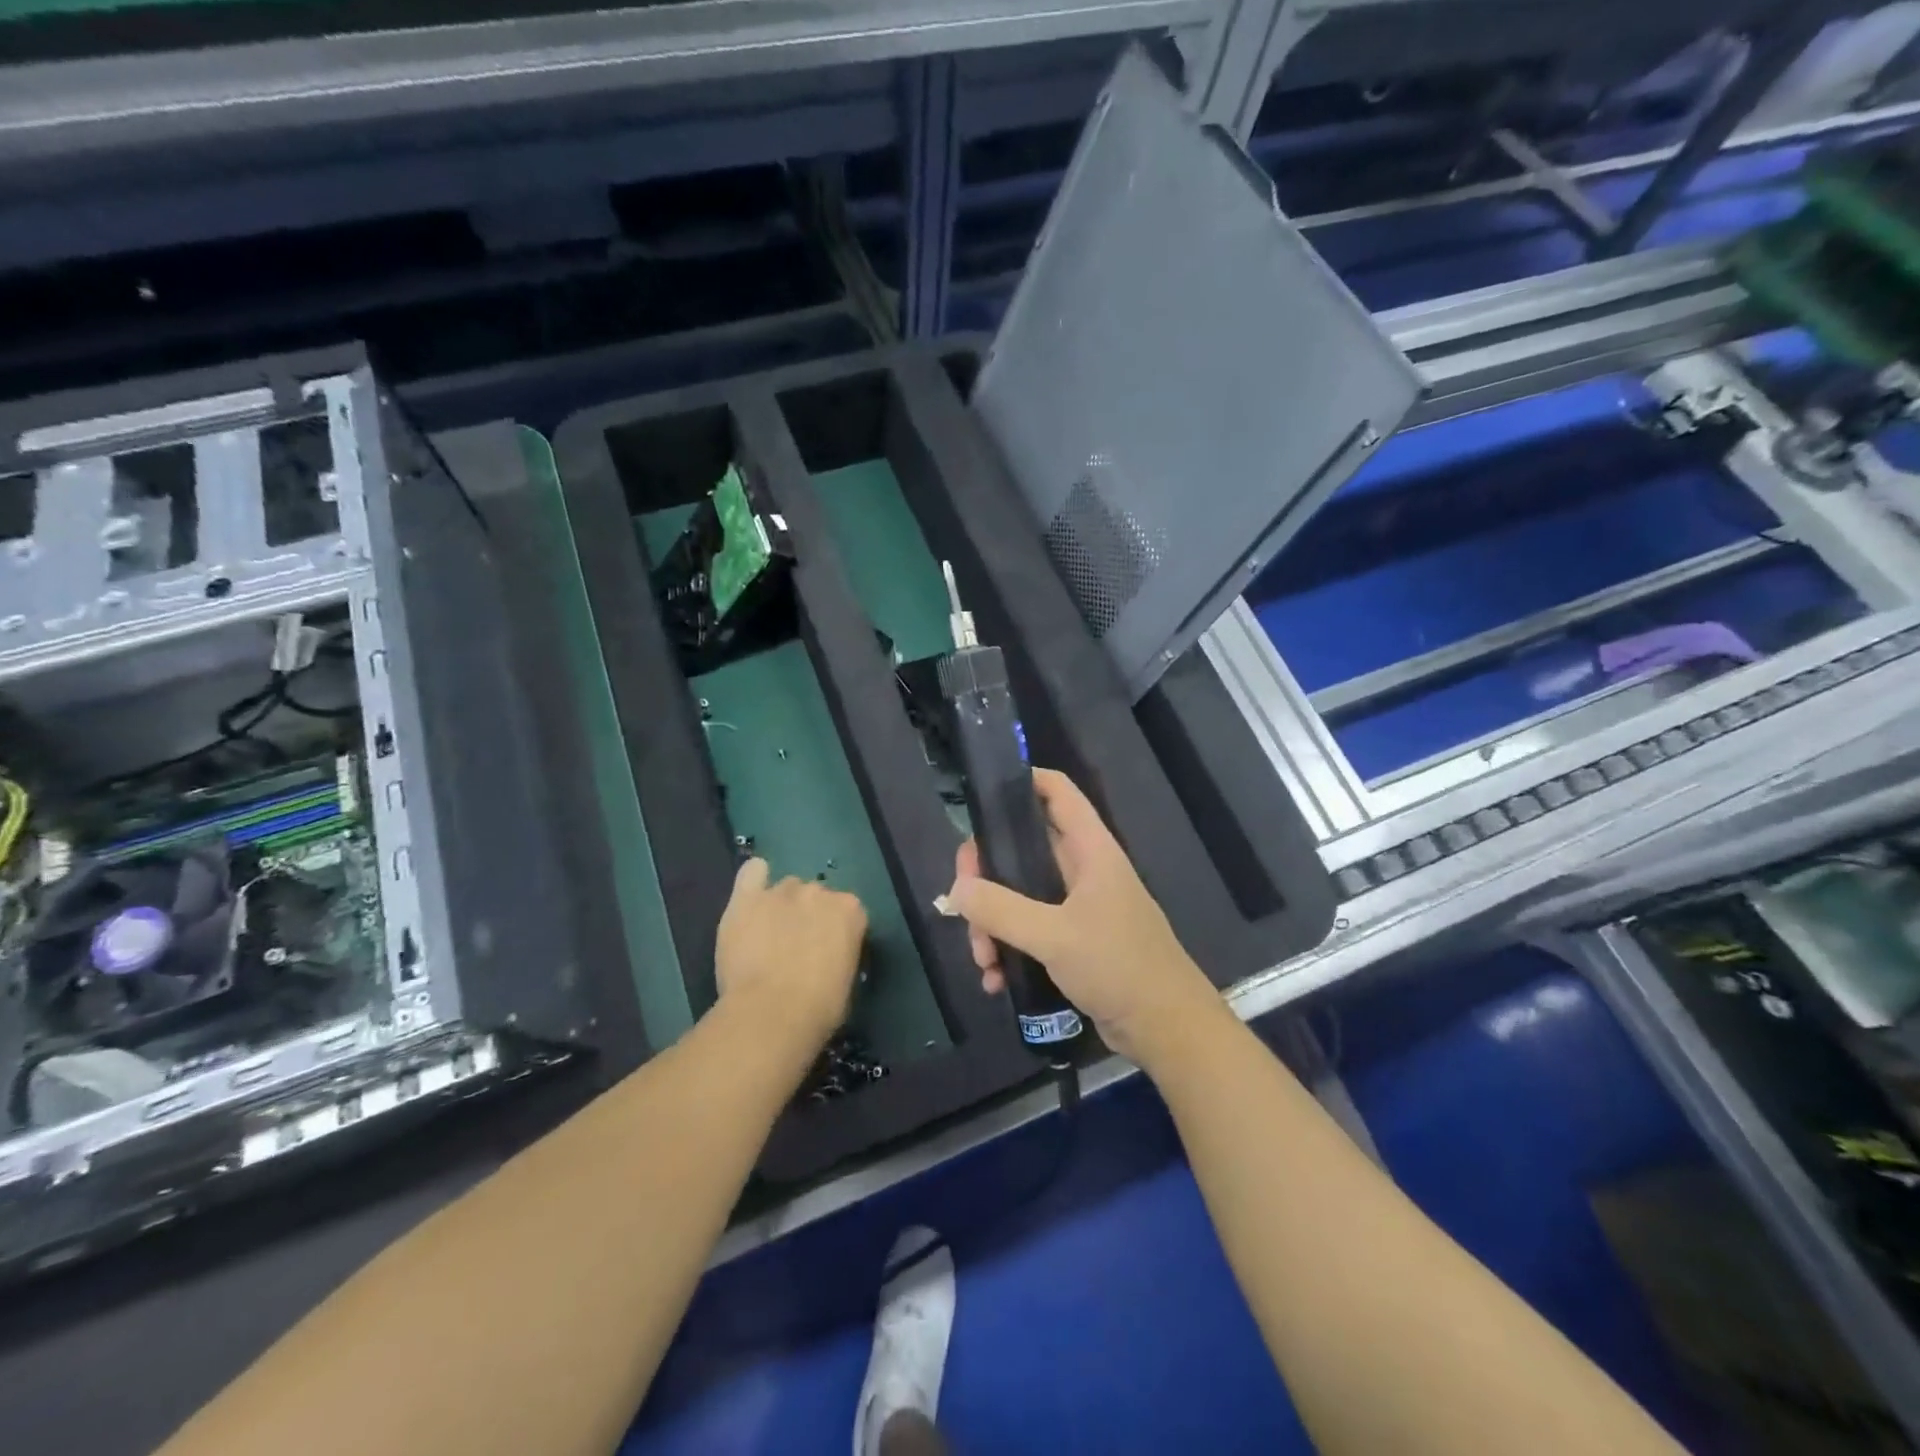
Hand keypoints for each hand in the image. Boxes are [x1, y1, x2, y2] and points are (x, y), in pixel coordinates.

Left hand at [715, 858, 867, 1051]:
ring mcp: (782, 891)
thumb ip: (841, 955)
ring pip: (785, 888)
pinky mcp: (748, 898)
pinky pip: (752, 873)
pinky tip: (751, 897)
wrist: (771, 1014)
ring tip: (767, 935)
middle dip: (807, 916)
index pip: (847, 912)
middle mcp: (820, 891)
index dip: (835, 933)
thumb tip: (829, 958)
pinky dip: (754, 879)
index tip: (827, 954)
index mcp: (851, 911)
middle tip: (795, 948)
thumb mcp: (847, 982)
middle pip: (815, 896)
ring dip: (781, 906)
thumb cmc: (819, 1009)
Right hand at [941, 769, 1220, 1066]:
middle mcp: (1082, 870)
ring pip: (1019, 896)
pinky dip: (1008, 950)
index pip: (1057, 792)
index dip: (1023, 781)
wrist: (1166, 1029)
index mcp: (1089, 850)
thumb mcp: (1054, 935)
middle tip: (962, 903)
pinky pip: (1029, 932)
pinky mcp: (1074, 941)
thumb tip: (956, 890)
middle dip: (986, 877)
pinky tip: (996, 980)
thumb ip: (1001, 909)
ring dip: (993, 924)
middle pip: (1022, 849)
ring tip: (983, 961)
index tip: (981, 796)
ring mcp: (1078, 907)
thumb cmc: (1118, 966)